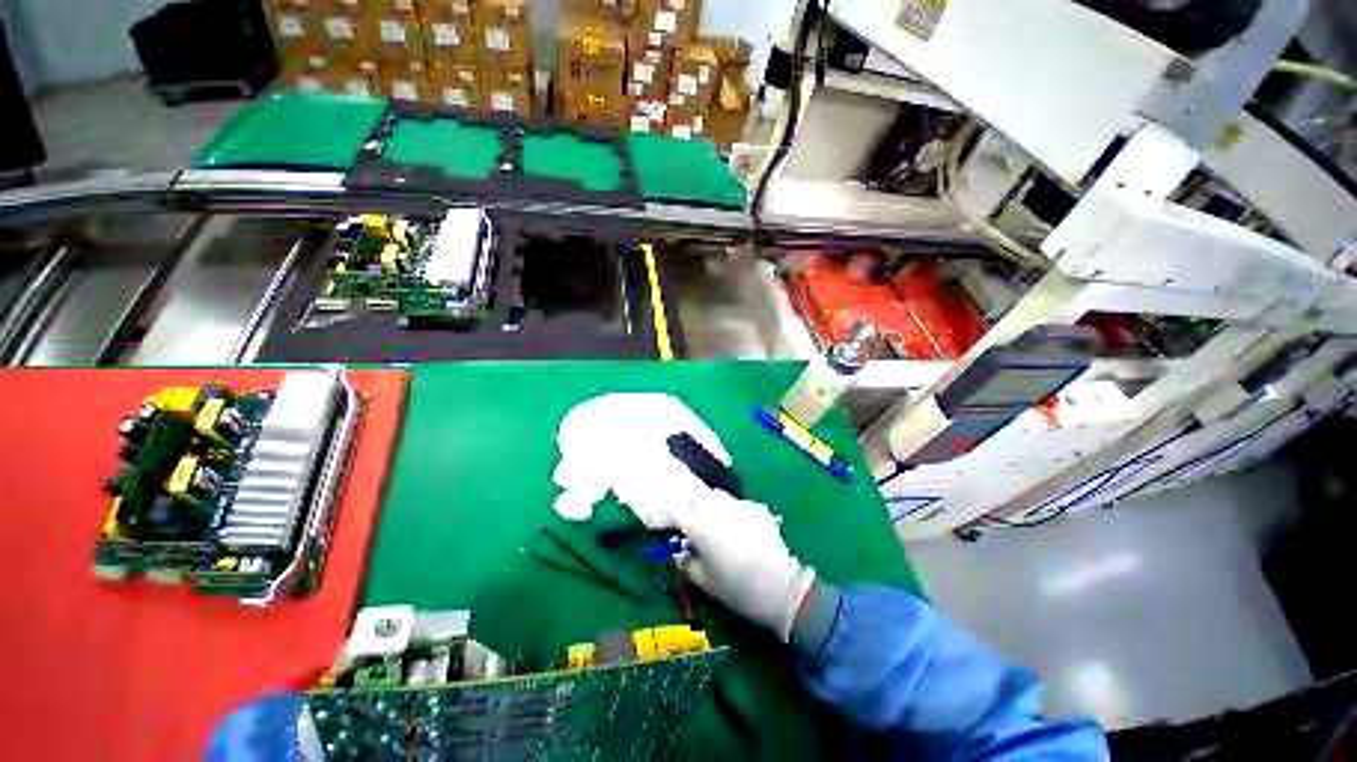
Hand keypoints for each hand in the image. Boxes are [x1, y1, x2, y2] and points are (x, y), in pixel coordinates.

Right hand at [672, 491, 814, 641]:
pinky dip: (738, 512)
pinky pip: (741, 504)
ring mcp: (738, 505)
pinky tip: (745, 529)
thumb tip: (679, 555)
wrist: (777, 585)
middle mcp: (715, 509)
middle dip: (695, 506)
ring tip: (722, 523)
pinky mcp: (757, 507)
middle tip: (699, 524)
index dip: (678, 520)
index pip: (678, 511)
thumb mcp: (704, 581)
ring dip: (715, 506)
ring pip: (719, 496)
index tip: (682, 531)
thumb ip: (687, 564)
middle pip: (698, 496)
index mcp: (698, 525)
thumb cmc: (734, 586)